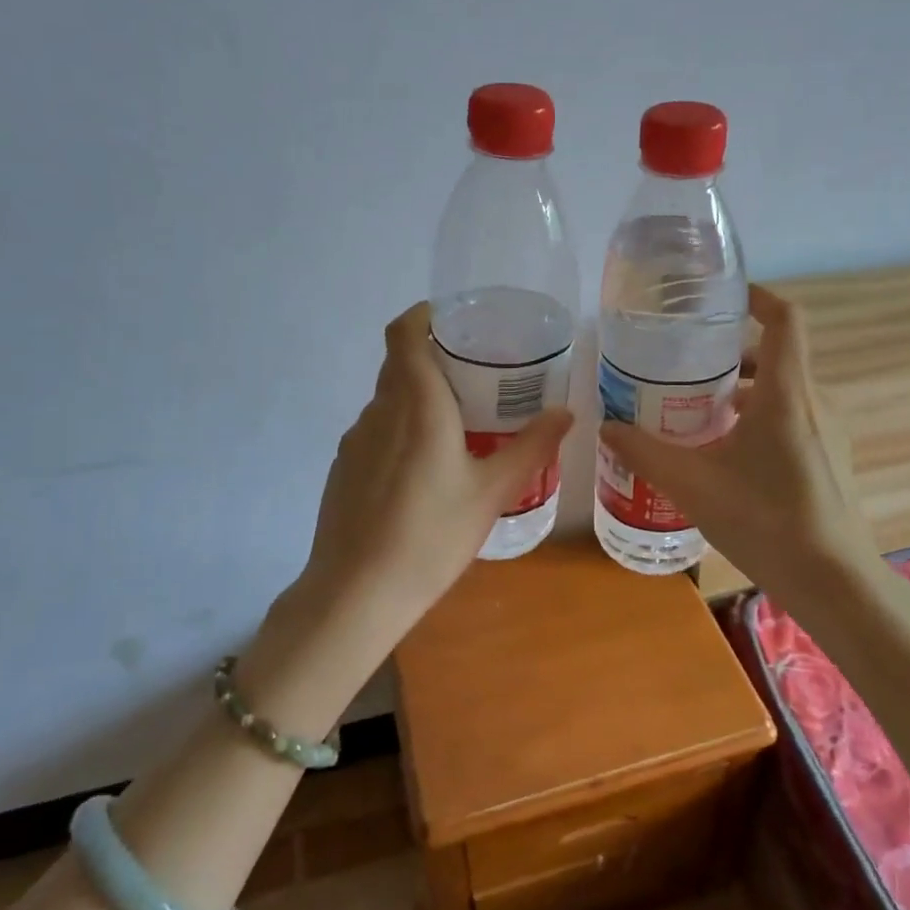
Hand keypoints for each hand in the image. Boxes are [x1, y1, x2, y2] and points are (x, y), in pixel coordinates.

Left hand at [294, 299, 573, 640]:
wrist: (357, 593)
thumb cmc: (432, 535)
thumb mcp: (493, 491)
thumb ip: (532, 447)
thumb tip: (566, 412)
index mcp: (416, 404)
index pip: (404, 332)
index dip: (425, 315)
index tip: (457, 322)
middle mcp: (379, 411)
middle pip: (400, 364)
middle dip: (435, 359)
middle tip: (478, 376)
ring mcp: (355, 440)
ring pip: (388, 400)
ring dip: (419, 398)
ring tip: (459, 424)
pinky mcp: (344, 468)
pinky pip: (377, 431)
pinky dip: (402, 430)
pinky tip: (425, 470)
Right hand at [598, 285, 877, 603]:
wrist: (833, 581)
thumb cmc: (765, 521)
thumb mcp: (692, 484)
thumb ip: (645, 452)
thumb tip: (606, 427)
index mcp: (786, 393)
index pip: (784, 319)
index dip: (758, 296)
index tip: (722, 296)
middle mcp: (814, 402)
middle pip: (775, 356)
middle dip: (730, 353)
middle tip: (684, 365)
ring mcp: (829, 431)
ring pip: (782, 390)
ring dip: (742, 390)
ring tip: (696, 410)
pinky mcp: (831, 458)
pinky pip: (792, 418)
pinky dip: (759, 417)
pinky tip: (726, 453)